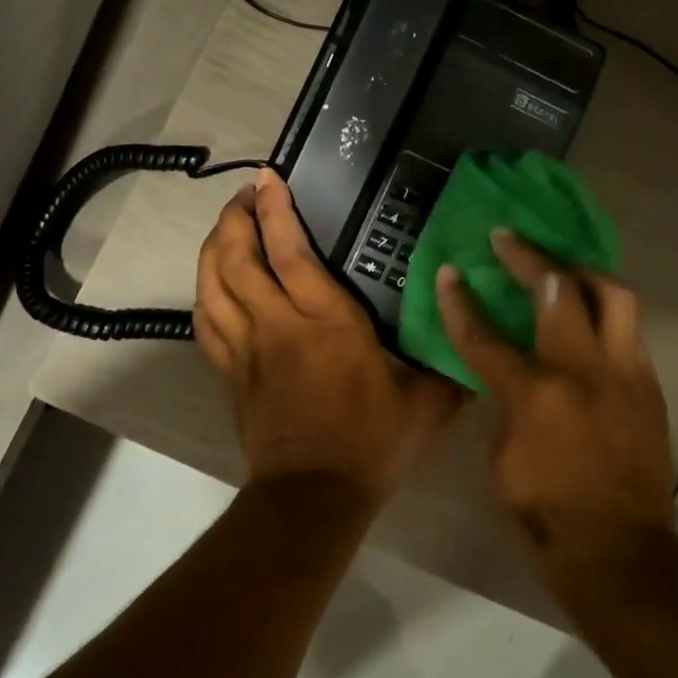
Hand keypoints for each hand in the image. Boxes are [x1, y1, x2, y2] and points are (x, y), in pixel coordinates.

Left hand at [196, 169, 461, 501]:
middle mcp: (278, 326)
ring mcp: (247, 350)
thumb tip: (472, 332)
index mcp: (327, 324)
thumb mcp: (428, 403)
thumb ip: (449, 362)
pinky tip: (212, 283)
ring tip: (225, 228)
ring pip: (212, 287)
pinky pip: (206, 322)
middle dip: (234, 219)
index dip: (274, 212)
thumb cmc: (373, 444)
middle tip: (244, 196)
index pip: (290, 254)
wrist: (314, 498)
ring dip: (213, 249)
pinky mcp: (232, 374)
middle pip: (237, 260)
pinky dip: (205, 294)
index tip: (268, 179)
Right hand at [437, 230, 673, 562]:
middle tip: (508, 240)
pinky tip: (589, 315)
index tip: (448, 272)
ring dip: (582, 271)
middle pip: (558, 289)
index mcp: (535, 393)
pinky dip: (605, 311)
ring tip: (562, 266)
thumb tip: (508, 373)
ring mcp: (624, 373)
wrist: (618, 550)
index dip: (460, 301)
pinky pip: (628, 329)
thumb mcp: (501, 456)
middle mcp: (583, 370)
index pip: (486, 334)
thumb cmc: (545, 512)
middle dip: (529, 257)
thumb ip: (504, 402)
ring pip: (612, 295)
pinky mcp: (648, 384)